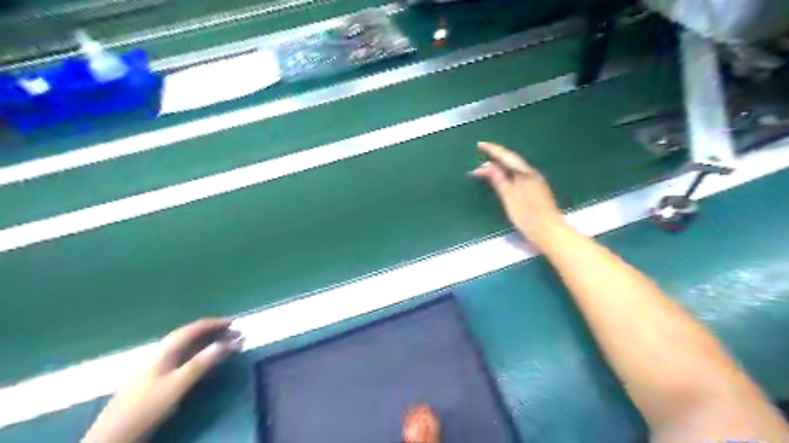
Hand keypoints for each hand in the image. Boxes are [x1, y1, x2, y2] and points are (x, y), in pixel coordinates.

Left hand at [82, 319, 244, 442]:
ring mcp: (156, 364)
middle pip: (189, 335)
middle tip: (234, 334)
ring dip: (206, 342)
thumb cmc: (147, 407)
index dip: (214, 323)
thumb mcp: (178, 385)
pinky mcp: (155, 377)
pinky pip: (182, 356)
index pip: (192, 329)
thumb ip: (201, 363)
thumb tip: (227, 342)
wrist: (113, 435)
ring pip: (186, 346)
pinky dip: (198, 352)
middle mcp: (160, 352)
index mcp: (165, 350)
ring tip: (224, 344)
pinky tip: (202, 358)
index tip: (234, 323)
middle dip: (213, 332)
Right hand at [474, 143, 566, 245]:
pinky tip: (500, 177)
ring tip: (484, 168)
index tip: (479, 145)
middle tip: (478, 157)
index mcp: (525, 174)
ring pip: (514, 167)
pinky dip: (506, 172)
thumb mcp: (510, 199)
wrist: (550, 232)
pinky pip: (518, 174)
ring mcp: (535, 180)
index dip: (492, 150)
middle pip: (511, 160)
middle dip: (494, 157)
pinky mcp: (535, 188)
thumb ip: (499, 181)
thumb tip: (487, 166)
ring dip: (500, 165)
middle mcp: (531, 173)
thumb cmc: (528, 218)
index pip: (506, 156)